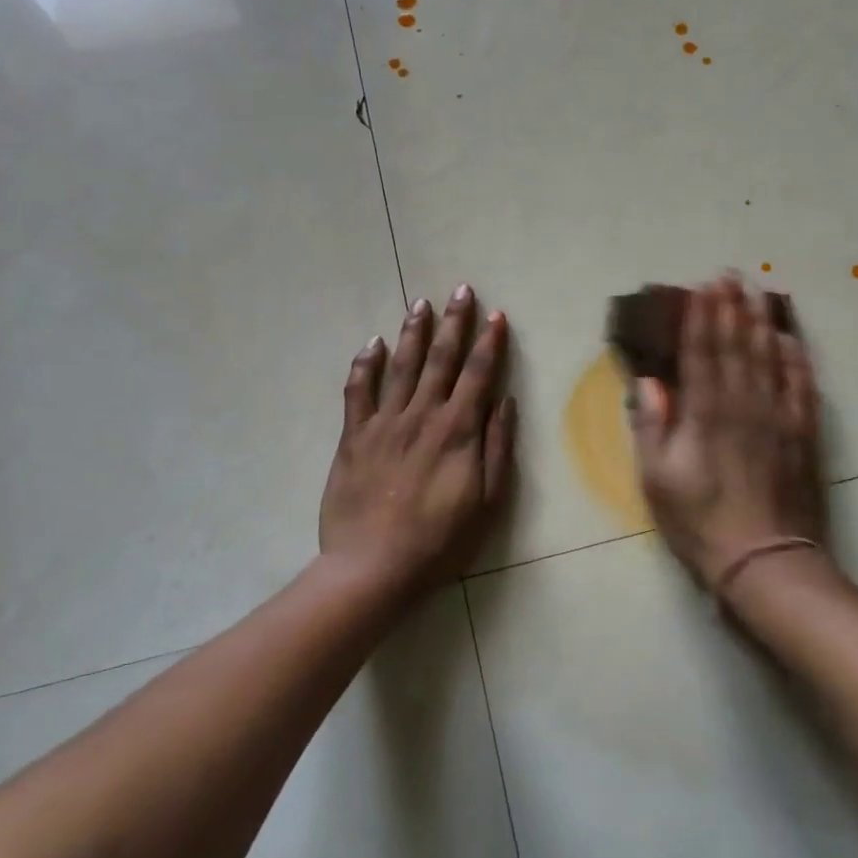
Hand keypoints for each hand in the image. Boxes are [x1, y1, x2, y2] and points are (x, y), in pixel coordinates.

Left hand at [319, 285, 516, 597]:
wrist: (373, 567)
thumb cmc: (440, 542)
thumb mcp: (487, 502)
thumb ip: (497, 448)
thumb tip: (505, 402)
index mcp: (458, 431)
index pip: (478, 374)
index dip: (489, 343)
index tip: (496, 315)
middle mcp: (422, 416)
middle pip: (441, 359)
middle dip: (454, 322)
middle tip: (460, 289)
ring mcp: (384, 423)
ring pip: (401, 365)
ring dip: (413, 332)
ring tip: (420, 303)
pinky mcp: (353, 437)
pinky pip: (358, 391)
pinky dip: (365, 364)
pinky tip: (372, 343)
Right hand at [631, 276, 828, 590]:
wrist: (766, 559)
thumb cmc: (701, 522)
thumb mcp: (658, 479)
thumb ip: (653, 426)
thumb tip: (649, 382)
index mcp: (706, 413)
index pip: (702, 352)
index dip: (700, 318)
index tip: (701, 288)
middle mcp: (744, 403)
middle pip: (737, 345)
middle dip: (731, 308)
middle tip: (730, 276)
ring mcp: (779, 416)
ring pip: (769, 357)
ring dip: (761, 322)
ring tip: (757, 293)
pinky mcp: (803, 433)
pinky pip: (802, 385)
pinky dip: (796, 359)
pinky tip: (792, 339)